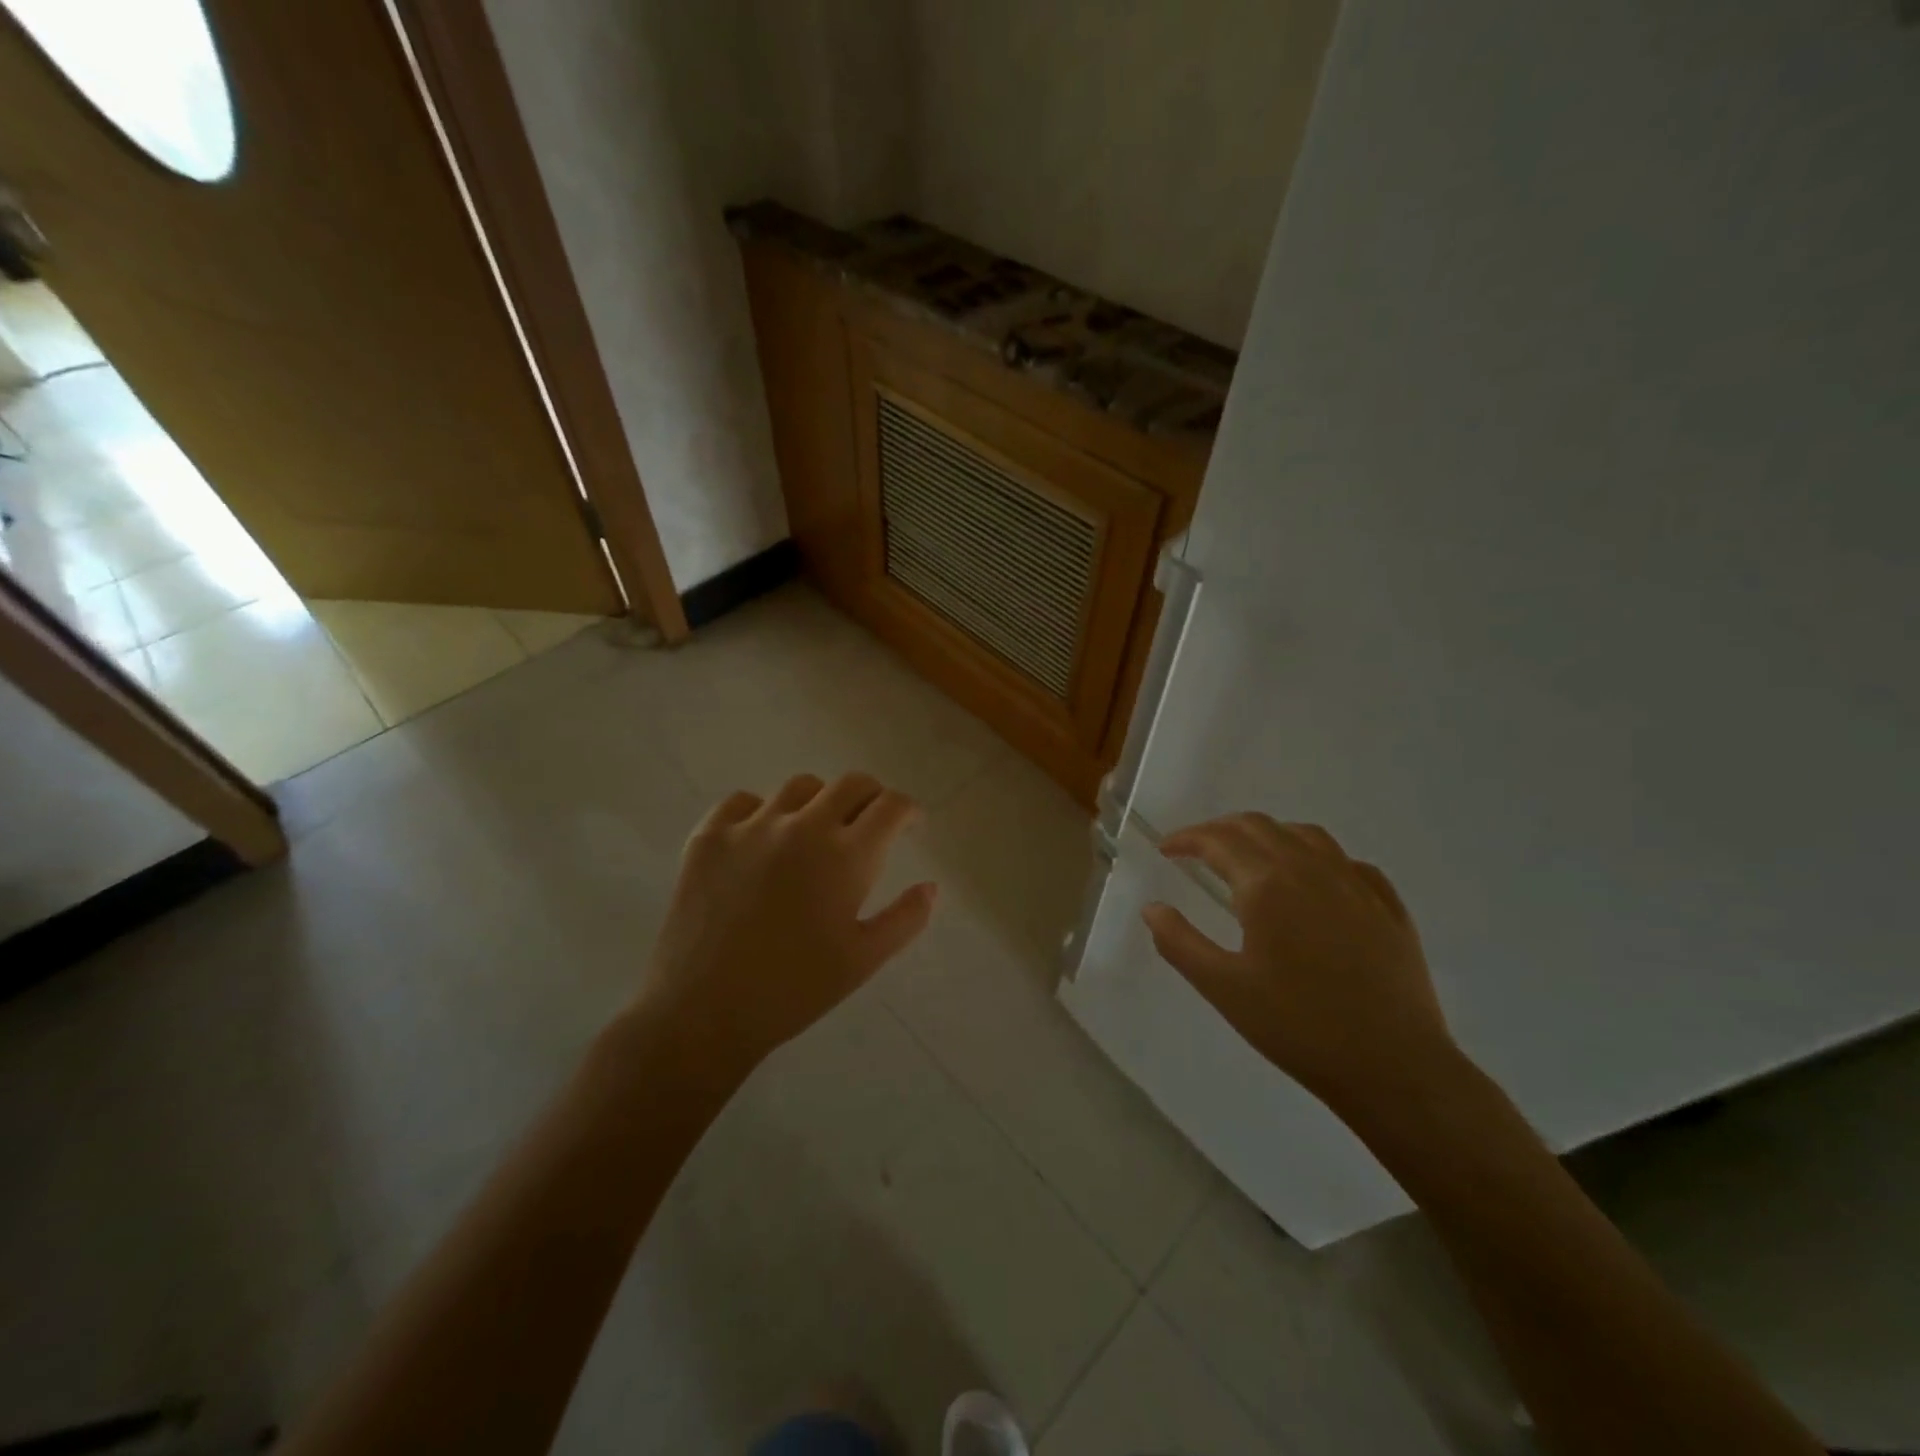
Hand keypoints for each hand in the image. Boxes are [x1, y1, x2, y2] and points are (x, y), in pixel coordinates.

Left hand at [638, 773, 937, 1075]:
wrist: (703, 1013)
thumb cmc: (795, 990)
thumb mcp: (864, 960)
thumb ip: (905, 918)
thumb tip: (931, 886)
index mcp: (846, 856)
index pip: (890, 806)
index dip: (908, 810)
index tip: (909, 825)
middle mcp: (801, 827)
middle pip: (850, 783)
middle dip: (871, 797)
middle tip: (870, 823)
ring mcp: (751, 826)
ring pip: (799, 788)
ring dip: (819, 802)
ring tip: (815, 832)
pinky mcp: (709, 837)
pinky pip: (742, 802)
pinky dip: (761, 812)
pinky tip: (762, 841)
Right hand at [1142, 814, 1457, 1113]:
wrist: (1394, 1066)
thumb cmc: (1298, 1027)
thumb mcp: (1223, 988)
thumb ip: (1179, 943)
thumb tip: (1153, 908)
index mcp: (1266, 884)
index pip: (1217, 840)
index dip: (1187, 839)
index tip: (1166, 850)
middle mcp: (1310, 868)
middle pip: (1258, 826)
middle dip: (1220, 830)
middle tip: (1197, 850)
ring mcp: (1354, 882)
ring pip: (1304, 834)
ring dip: (1267, 834)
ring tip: (1250, 855)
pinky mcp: (1387, 904)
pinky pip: (1345, 860)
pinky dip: (1315, 856)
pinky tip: (1313, 879)